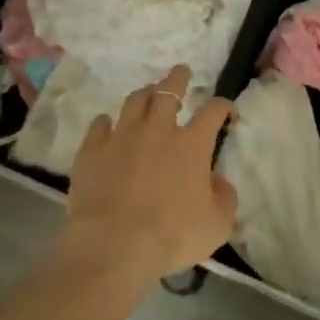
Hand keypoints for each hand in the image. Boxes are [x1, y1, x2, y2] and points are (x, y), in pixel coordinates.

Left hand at [59, 65, 237, 288]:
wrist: (115, 247)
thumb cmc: (172, 237)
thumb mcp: (217, 225)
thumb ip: (225, 197)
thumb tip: (219, 181)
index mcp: (191, 144)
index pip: (213, 110)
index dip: (224, 106)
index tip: (227, 112)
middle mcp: (157, 130)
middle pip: (169, 91)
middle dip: (178, 79)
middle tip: (181, 72)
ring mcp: (122, 136)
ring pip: (134, 101)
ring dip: (145, 94)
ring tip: (148, 95)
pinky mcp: (92, 151)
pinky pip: (99, 125)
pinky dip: (106, 123)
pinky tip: (107, 126)